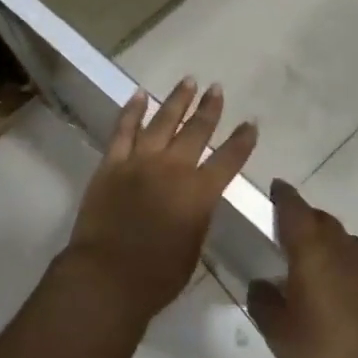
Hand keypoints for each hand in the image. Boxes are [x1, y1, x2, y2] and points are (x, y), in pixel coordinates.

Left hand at [64, 78, 257, 321]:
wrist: (107, 276)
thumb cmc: (157, 276)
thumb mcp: (193, 248)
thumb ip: (198, 215)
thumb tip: (197, 197)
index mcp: (199, 193)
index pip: (228, 159)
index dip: (242, 141)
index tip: (251, 123)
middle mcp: (173, 168)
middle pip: (196, 131)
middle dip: (209, 108)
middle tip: (216, 88)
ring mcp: (140, 161)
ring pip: (162, 121)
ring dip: (177, 100)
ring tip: (188, 81)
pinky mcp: (112, 163)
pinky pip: (124, 129)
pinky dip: (132, 110)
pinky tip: (140, 95)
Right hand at [247, 179, 357, 357]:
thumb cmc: (325, 352)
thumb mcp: (279, 334)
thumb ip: (263, 303)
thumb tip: (261, 285)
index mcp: (310, 248)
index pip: (293, 207)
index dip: (282, 196)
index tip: (275, 189)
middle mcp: (341, 245)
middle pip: (320, 218)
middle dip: (304, 219)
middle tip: (288, 236)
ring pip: (343, 239)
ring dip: (327, 242)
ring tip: (315, 265)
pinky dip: (348, 265)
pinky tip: (343, 289)